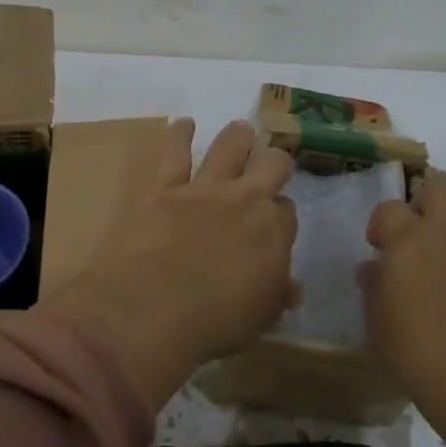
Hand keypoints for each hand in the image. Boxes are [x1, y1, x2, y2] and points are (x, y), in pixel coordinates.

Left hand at [41, 118, 297, 412]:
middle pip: (271, 165)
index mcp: (273, 232)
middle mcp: (245, 200)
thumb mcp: (260, 317)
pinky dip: (180, 134)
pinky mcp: (165, 187)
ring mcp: (204, 189)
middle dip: (274, 162)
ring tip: (240, 131)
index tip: (275, 225)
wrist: (154, 308)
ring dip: (238, 137)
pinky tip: (183, 124)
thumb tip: (291, 288)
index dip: (282, 215)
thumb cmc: (215, 322)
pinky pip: (174, 152)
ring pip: (229, 146)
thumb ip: (276, 295)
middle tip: (271, 164)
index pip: (287, 212)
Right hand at [361, 172, 445, 446]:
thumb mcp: (376, 317)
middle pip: (443, 182)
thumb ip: (374, 283)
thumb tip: (374, 267)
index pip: (389, 207)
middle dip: (430, 198)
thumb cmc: (414, 351)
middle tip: (426, 229)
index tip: (382, 247)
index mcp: (409, 239)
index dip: (382, 225)